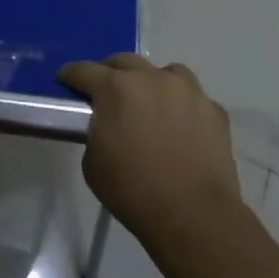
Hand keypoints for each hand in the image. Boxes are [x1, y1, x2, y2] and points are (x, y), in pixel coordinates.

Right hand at [57, 54, 244, 248]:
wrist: (194, 216)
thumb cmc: (134, 191)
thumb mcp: (93, 164)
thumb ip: (95, 132)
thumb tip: (105, 125)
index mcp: (116, 88)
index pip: (84, 70)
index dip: (70, 75)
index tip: (64, 80)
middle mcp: (152, 78)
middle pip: (124, 62)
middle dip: (110, 72)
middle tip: (106, 90)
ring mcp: (187, 91)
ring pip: (165, 72)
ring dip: (152, 82)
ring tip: (150, 103)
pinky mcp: (214, 110)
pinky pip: (193, 99)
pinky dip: (182, 106)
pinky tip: (181, 126)